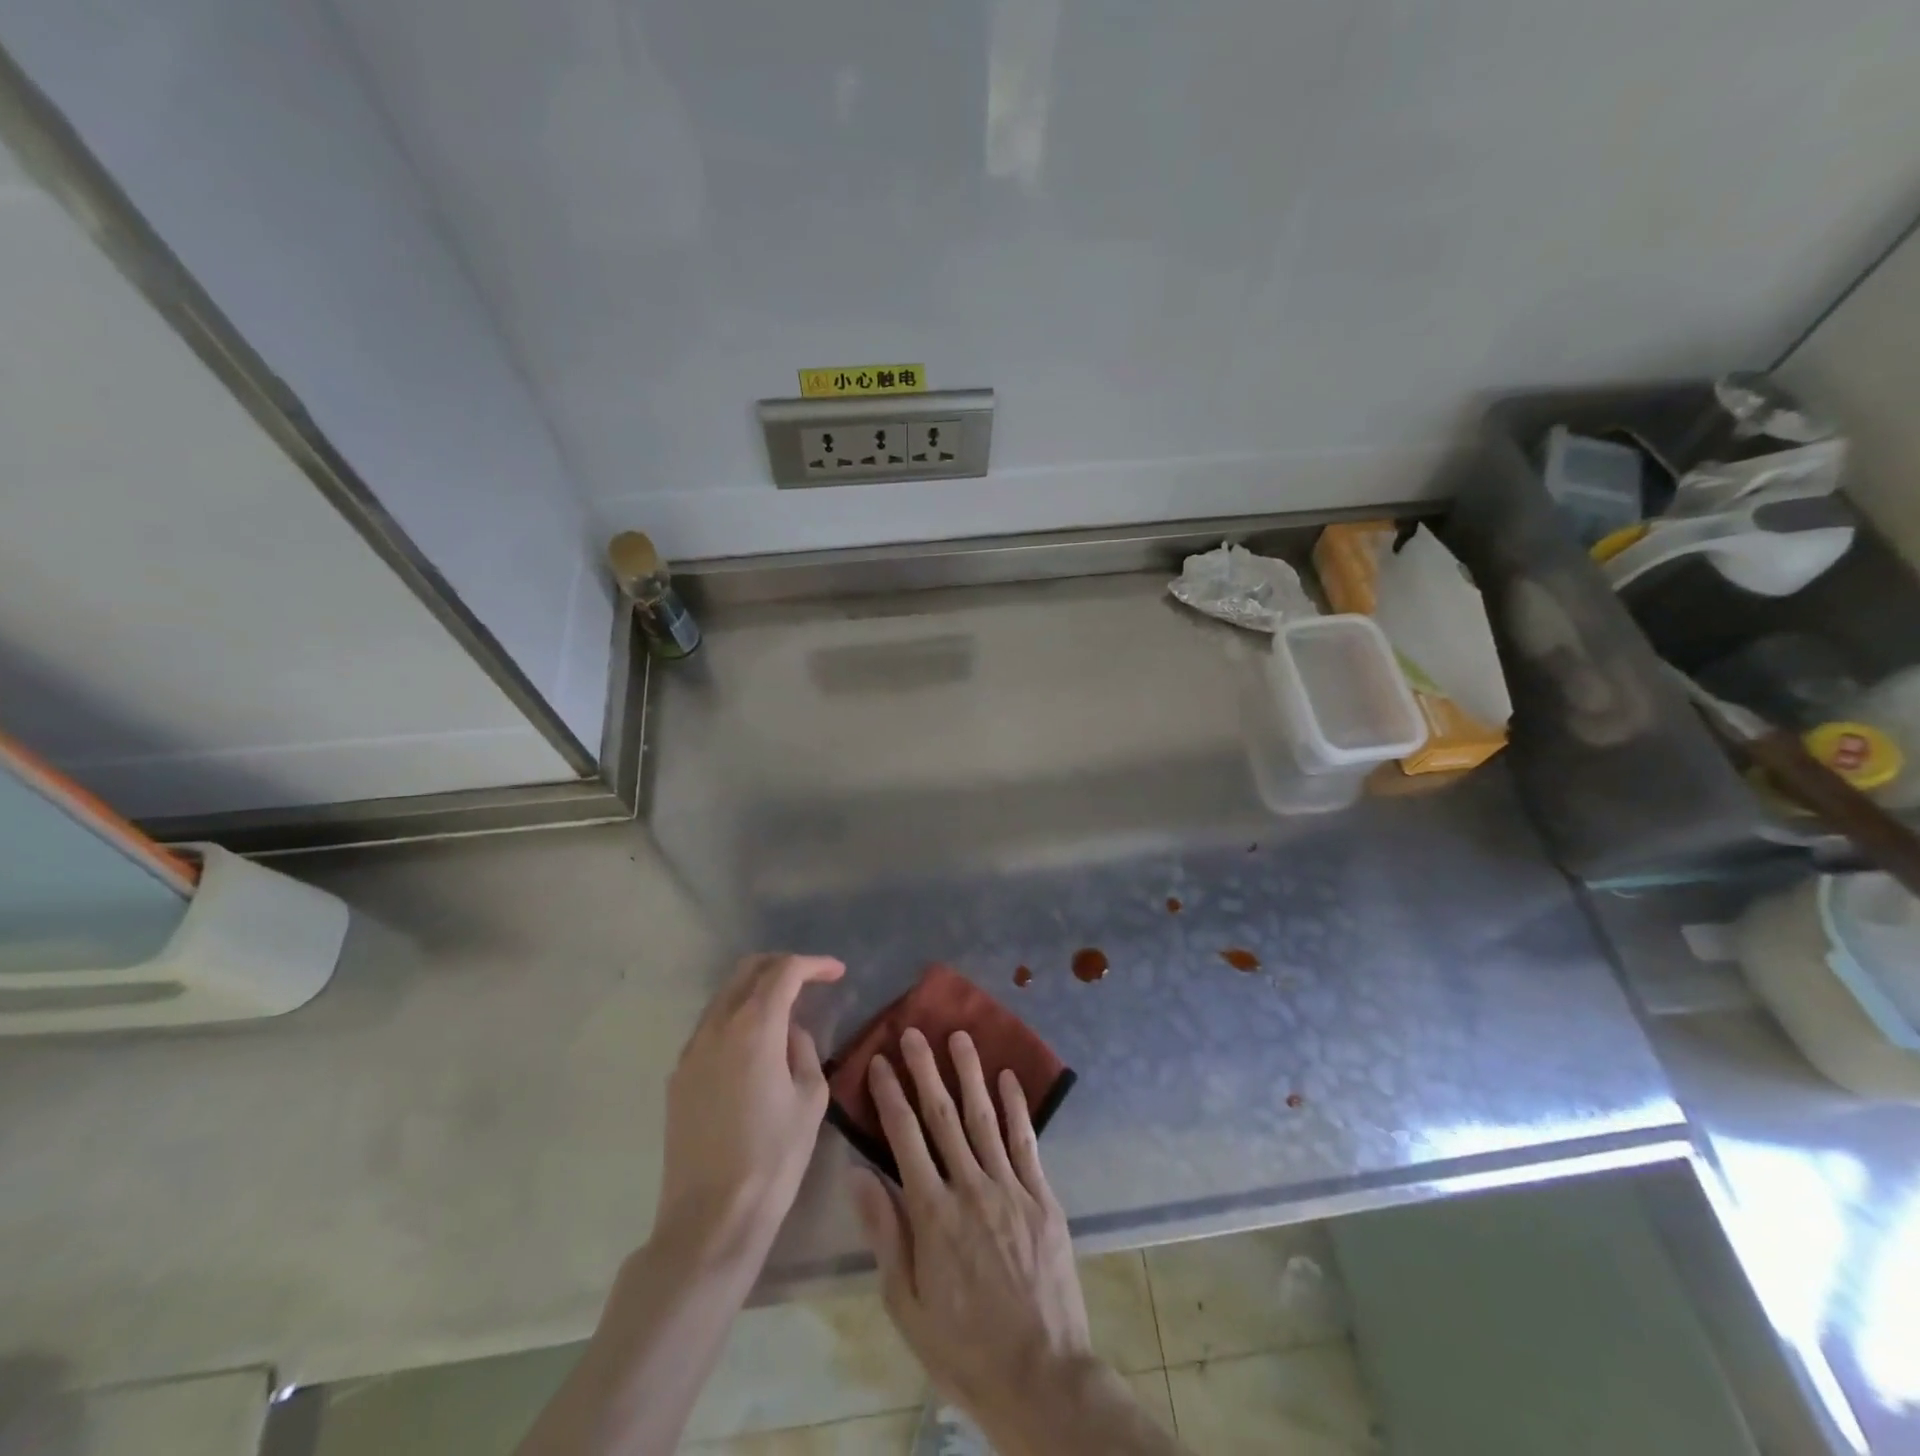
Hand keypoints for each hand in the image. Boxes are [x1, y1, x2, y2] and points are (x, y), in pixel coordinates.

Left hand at [656, 953, 844, 1254]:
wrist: (710, 1218)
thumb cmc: (773, 1158)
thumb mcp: (810, 1099)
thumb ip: (804, 1052)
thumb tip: (790, 1035)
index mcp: (755, 1028)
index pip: (785, 972)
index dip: (814, 965)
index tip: (837, 972)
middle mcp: (717, 1028)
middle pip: (747, 971)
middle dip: (781, 966)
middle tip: (810, 979)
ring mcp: (691, 1051)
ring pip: (724, 996)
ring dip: (756, 990)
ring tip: (784, 1010)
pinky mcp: (678, 1077)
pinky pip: (709, 1027)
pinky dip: (735, 1017)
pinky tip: (754, 1045)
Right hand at [848, 1028, 1093, 1421]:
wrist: (1040, 1376)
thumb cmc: (963, 1348)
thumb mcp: (906, 1305)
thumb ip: (885, 1234)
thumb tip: (858, 1175)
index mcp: (932, 1215)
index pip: (905, 1139)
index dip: (891, 1096)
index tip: (881, 1061)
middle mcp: (970, 1188)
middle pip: (943, 1117)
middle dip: (926, 1070)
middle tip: (914, 1032)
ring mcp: (1010, 1188)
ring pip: (984, 1118)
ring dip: (970, 1074)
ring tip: (959, 1036)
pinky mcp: (1042, 1197)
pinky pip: (1026, 1142)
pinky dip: (1016, 1107)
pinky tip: (1008, 1077)